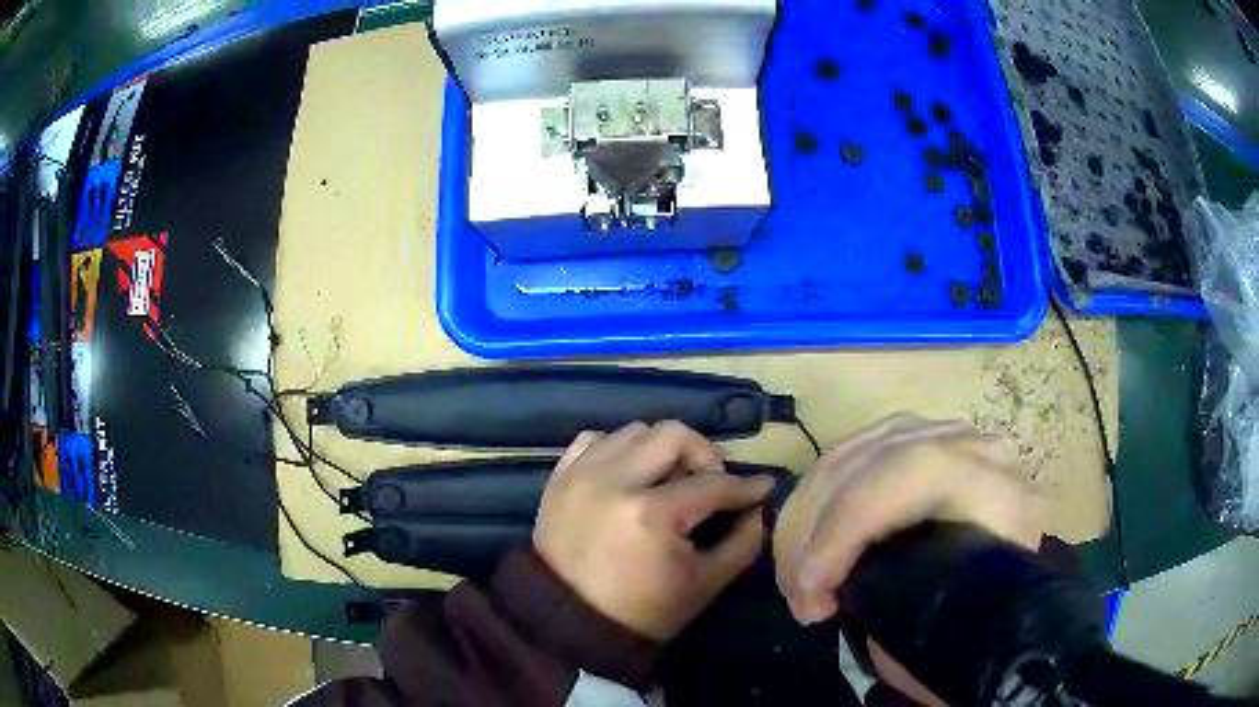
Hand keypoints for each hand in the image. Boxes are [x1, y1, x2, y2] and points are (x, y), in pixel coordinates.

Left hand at [534, 421, 774, 641]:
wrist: (570, 623)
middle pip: (673, 435)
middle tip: (708, 485)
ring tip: (666, 483)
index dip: (745, 487)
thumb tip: (757, 508)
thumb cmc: (643, 611)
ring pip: (633, 431)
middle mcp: (613, 481)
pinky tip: (628, 477)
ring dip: (659, 451)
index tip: (762, 487)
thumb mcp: (705, 583)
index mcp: (651, 513)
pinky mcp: (559, 478)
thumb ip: (743, 542)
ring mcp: (581, 475)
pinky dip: (617, 450)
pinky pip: (594, 440)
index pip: (712, 485)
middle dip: (703, 456)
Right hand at [774, 415, 1044, 704]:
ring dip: (810, 510)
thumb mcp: (939, 627)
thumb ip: (888, 598)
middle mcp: (980, 450)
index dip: (843, 531)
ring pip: (860, 447)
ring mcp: (953, 438)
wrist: (1012, 613)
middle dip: (813, 528)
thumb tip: (829, 586)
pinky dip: (824, 491)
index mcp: (1000, 493)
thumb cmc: (978, 629)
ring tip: (795, 570)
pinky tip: (812, 529)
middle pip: (875, 456)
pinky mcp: (928, 443)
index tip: (810, 597)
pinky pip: (862, 447)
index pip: (909, 473)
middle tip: (795, 593)